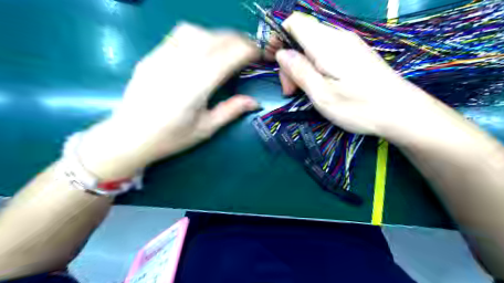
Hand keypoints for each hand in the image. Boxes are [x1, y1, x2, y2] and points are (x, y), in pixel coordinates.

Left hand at [80, 23, 258, 179]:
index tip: (260, 55)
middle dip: (239, 40)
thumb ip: (231, 111)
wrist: (130, 136)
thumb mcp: (206, 129)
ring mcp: (163, 56)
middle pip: (216, 39)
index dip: (249, 51)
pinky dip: (198, 35)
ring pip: (197, 31)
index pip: (229, 55)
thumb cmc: (171, 137)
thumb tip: (255, 102)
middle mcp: (181, 65)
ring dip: (219, 35)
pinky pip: (179, 35)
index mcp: (197, 86)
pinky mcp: (152, 55)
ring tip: (228, 47)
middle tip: (250, 50)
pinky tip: (202, 47)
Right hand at [270, 13, 439, 137]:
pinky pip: (326, 53)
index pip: (294, 22)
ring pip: (313, 47)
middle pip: (302, 37)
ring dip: (302, 67)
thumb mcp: (321, 94)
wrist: (401, 112)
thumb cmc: (359, 107)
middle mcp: (338, 37)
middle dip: (290, 61)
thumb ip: (299, 71)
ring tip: (303, 91)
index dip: (279, 37)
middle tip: (290, 90)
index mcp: (327, 44)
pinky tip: (319, 86)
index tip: (274, 62)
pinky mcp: (354, 54)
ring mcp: (348, 45)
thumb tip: (281, 54)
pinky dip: (315, 67)